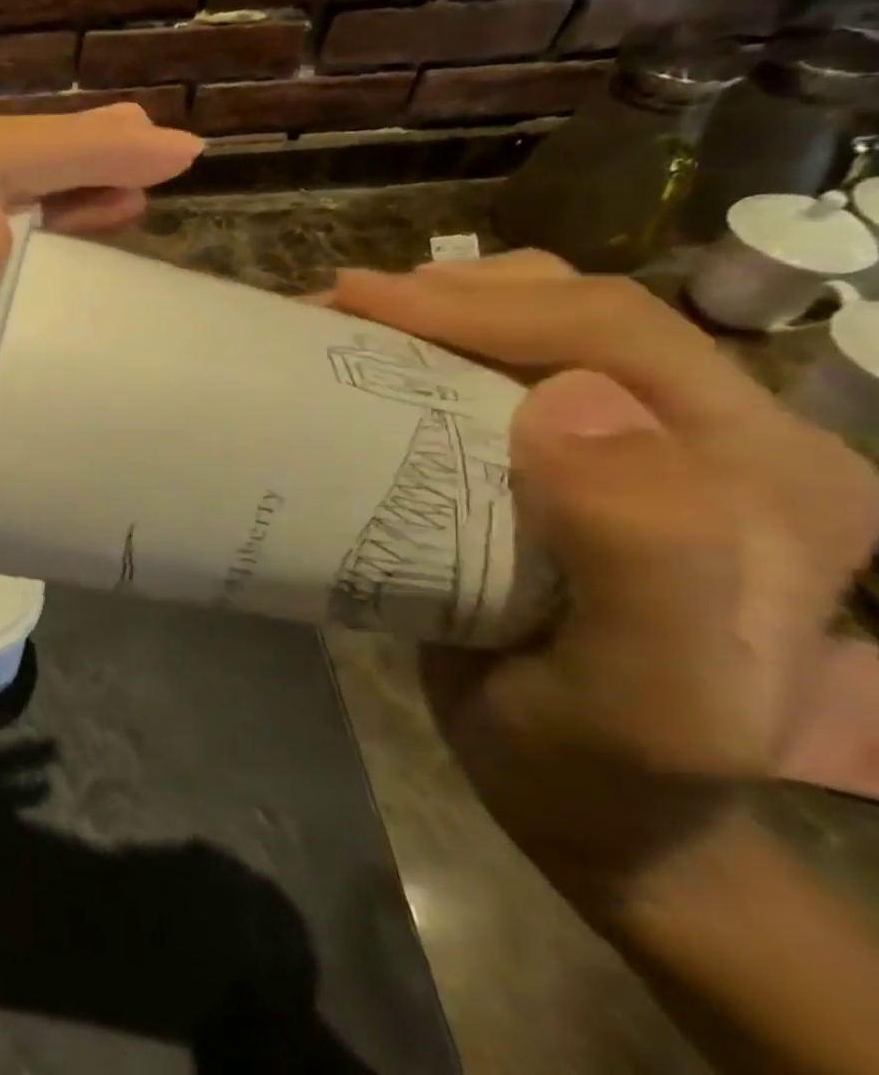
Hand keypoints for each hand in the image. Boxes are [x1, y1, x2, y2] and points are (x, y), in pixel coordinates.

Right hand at [332, 253, 878, 913]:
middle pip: (579, 312)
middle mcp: (718, 438)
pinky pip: (500, 375)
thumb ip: (645, 557)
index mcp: (770, 472)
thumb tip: (569, 399)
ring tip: (345, 325)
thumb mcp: (646, 699)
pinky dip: (428, 352)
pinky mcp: (572, 465)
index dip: (482, 303)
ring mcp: (645, 448)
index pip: (621, 334)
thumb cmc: (606, 769)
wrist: (592, 811)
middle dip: (448, 293)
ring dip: (435, 313)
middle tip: (336, 307)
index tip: (354, 301)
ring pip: (537, 330)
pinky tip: (374, 364)